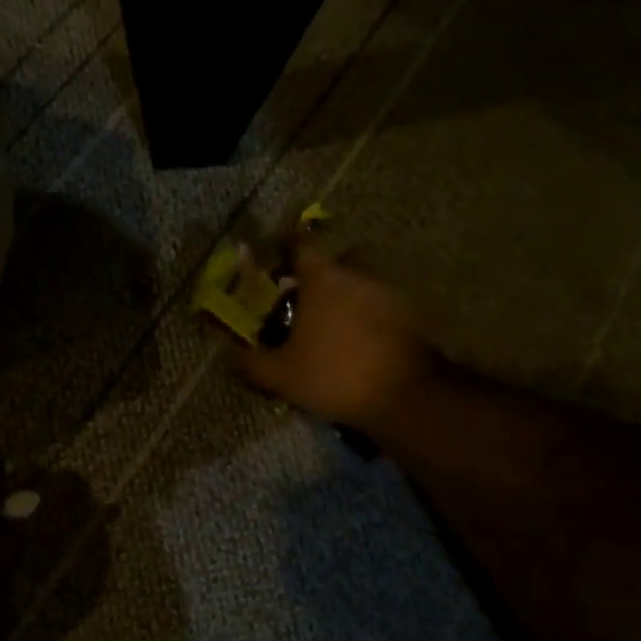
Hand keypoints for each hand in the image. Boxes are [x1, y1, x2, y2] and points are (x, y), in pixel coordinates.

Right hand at [233, 241, 434, 434]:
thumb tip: (227, 351)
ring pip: (362, 284)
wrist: (408, 396)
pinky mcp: (413, 316)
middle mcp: (358, 275)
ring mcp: (390, 293)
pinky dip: (369, 318)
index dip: (286, 247)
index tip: (276, 260)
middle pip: (338, 261)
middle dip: (322, 274)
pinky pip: (382, 307)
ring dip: (348, 298)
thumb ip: (251, 362)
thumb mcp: (282, 375)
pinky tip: (359, 345)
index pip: (302, 244)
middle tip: (305, 299)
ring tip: (332, 328)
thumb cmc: (336, 374)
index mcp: (323, 278)